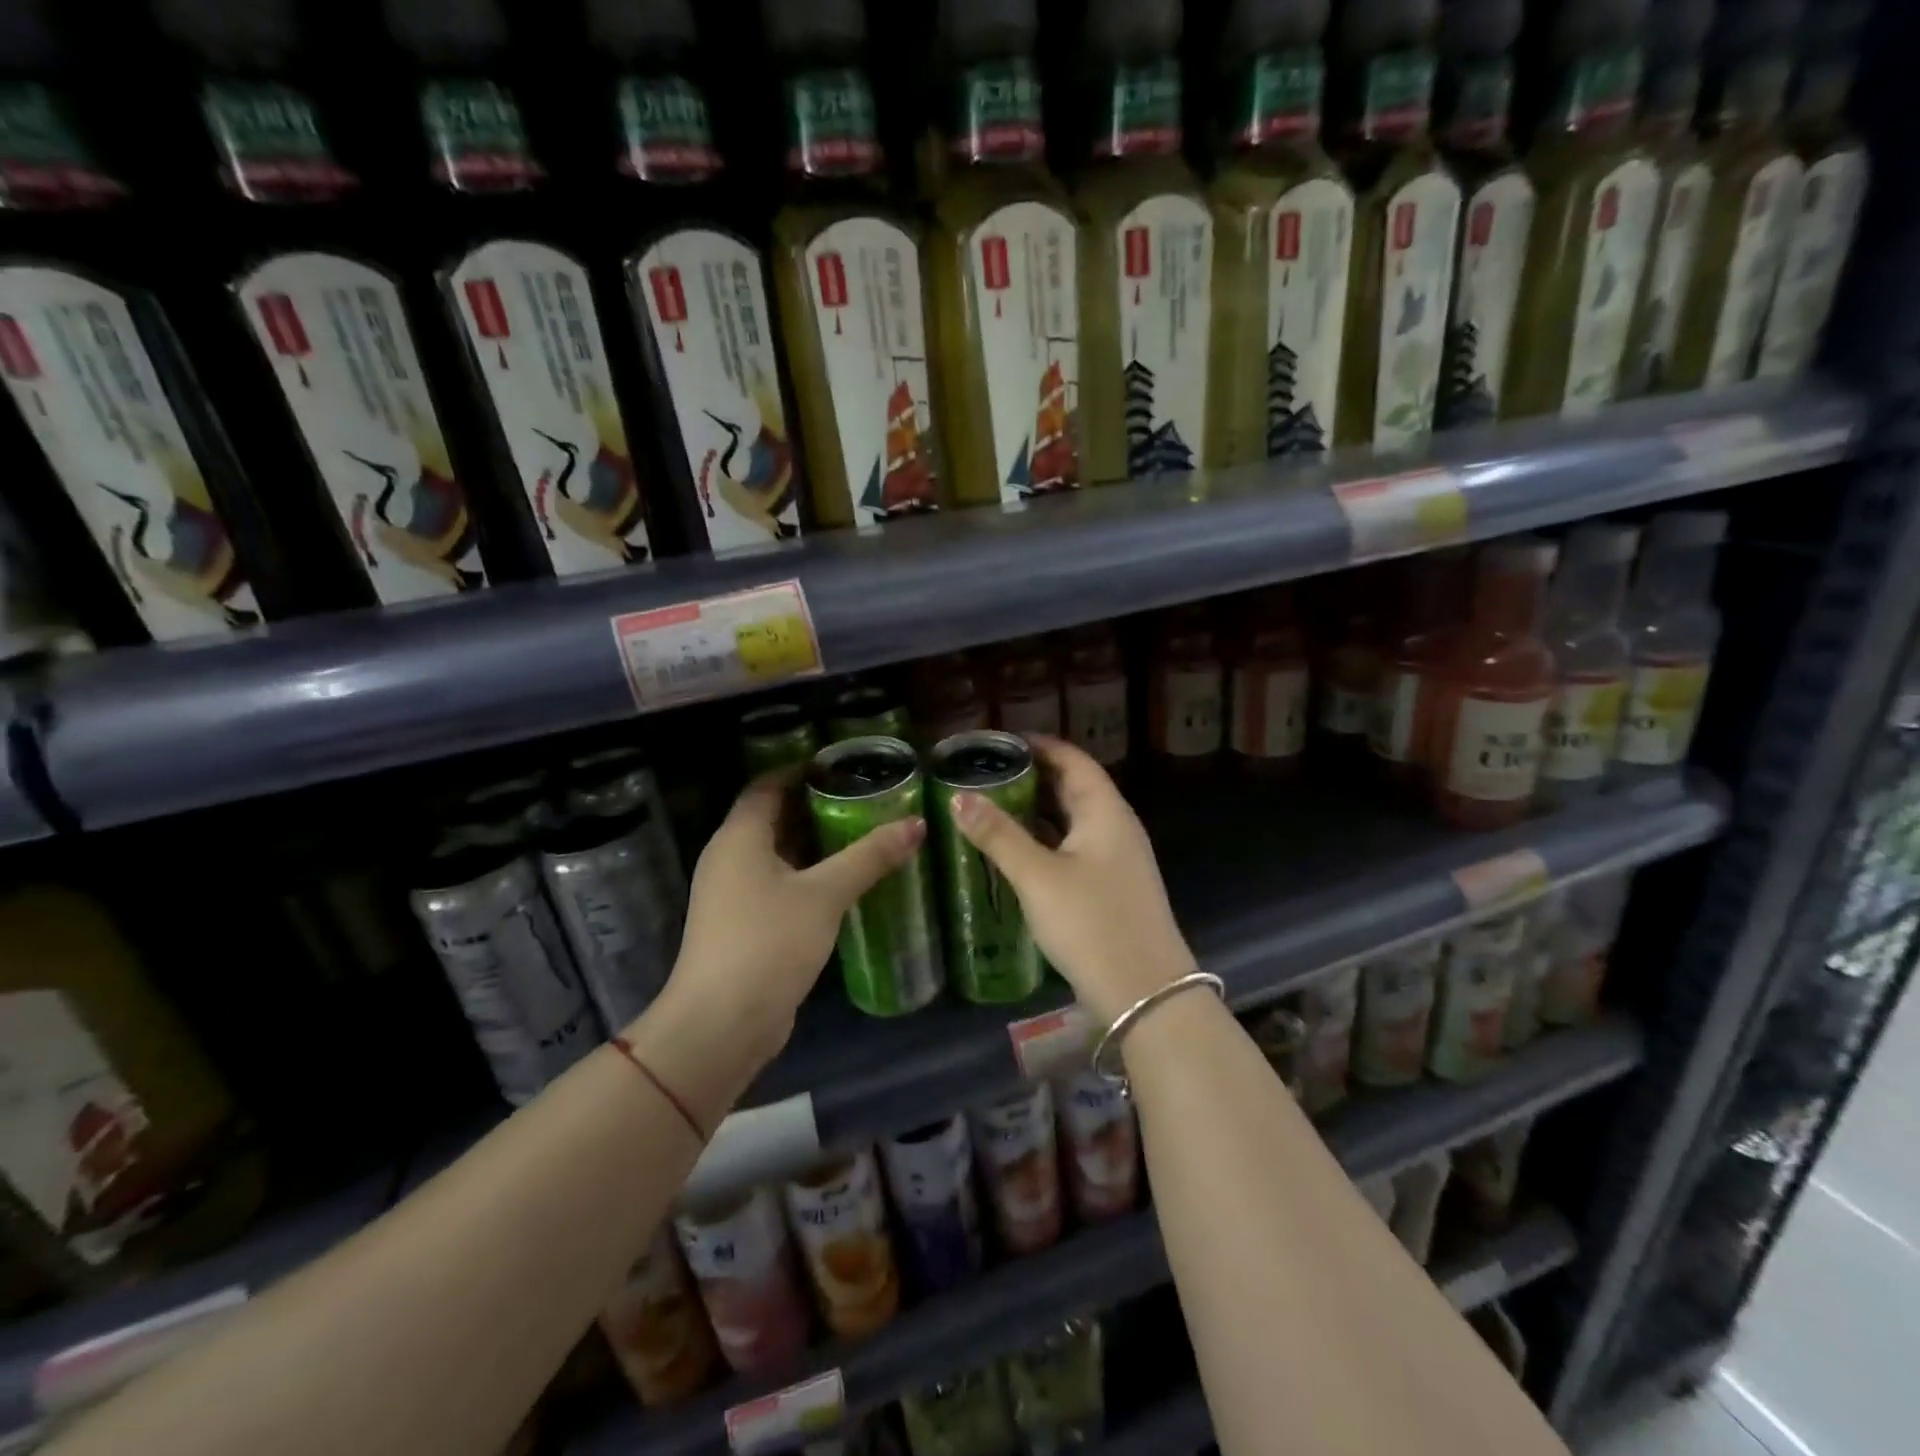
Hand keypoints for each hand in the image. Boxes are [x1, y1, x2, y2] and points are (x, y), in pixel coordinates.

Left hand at [660, 770, 924, 1063]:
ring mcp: (733, 895)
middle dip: (816, 806)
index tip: (843, 765)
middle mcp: (729, 858)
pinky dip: (809, 876)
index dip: (800, 770)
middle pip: (773, 817)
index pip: (767, 785)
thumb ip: (869, 856)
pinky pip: (779, 885)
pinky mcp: (745, 926)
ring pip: (778, 854)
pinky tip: (845, 882)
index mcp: (739, 837)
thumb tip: (917, 823)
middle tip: (865, 797)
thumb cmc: (768, 942)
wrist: (722, 1024)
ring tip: (864, 833)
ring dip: (816, 844)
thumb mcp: (825, 894)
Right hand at [950, 736, 1198, 1024]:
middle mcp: (1116, 828)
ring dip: (1037, 811)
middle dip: (1033, 777)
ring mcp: (1116, 860)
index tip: (999, 742)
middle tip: (986, 773)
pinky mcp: (1110, 888)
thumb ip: (999, 836)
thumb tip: (959, 797)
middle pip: (1073, 788)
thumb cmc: (1092, 924)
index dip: (1039, 745)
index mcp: (1105, 812)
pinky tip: (1015, 851)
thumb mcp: (1038, 877)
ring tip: (992, 805)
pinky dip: (1045, 841)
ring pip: (1072, 821)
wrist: (1146, 996)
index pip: (1073, 760)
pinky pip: (1073, 848)